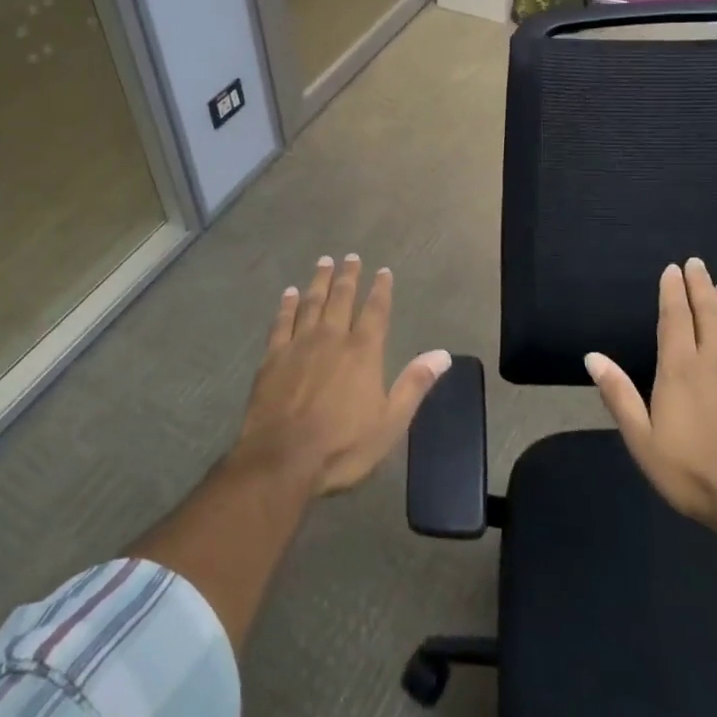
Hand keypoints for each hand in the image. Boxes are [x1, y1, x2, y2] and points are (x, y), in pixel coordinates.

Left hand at [237, 254, 450, 495]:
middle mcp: (332, 338)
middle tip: (351, 256)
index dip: (381, 289)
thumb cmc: (342, 445)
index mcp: (363, 351)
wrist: (282, 459)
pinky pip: (282, 321)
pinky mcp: (272, 357)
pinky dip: (287, 305)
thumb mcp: (390, 422)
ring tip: (324, 262)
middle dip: (349, 276)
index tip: (383, 271)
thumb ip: (414, 384)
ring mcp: (299, 344)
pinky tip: (289, 293)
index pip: (376, 311)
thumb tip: (443, 354)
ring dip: (319, 281)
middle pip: (342, 298)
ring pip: (311, 302)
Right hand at [585, 257, 716, 538]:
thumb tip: (592, 357)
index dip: (672, 291)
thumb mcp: (642, 441)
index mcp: (680, 370)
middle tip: (696, 264)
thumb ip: (618, 395)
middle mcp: (715, 361)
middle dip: (700, 285)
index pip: (675, 318)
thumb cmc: (692, 473)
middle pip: (708, 312)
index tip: (672, 269)